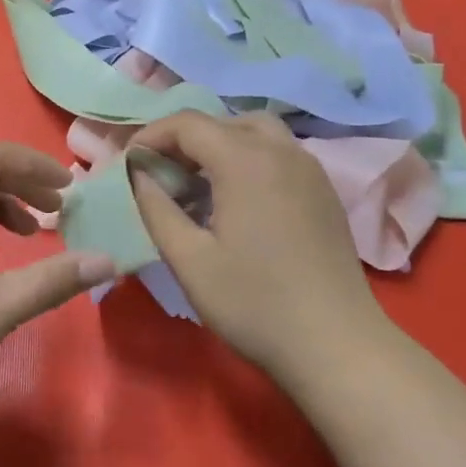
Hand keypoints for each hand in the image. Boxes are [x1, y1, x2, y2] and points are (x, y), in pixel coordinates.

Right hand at [130, 111, 389, 385]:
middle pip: (223, 121)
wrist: (336, 346)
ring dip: (219, 144)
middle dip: (184, 139)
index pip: (187, 123)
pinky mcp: (324, 192)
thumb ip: (156, 208)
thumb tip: (140, 173)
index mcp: (245, 161)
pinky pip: (279, 154)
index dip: (151, 136)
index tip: (129, 164)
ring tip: (196, 183)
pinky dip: (247, 158)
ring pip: (256, 132)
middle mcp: (281, 152)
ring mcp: (310, 169)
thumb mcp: (188, 259)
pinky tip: (235, 200)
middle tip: (160, 174)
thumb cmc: (253, 303)